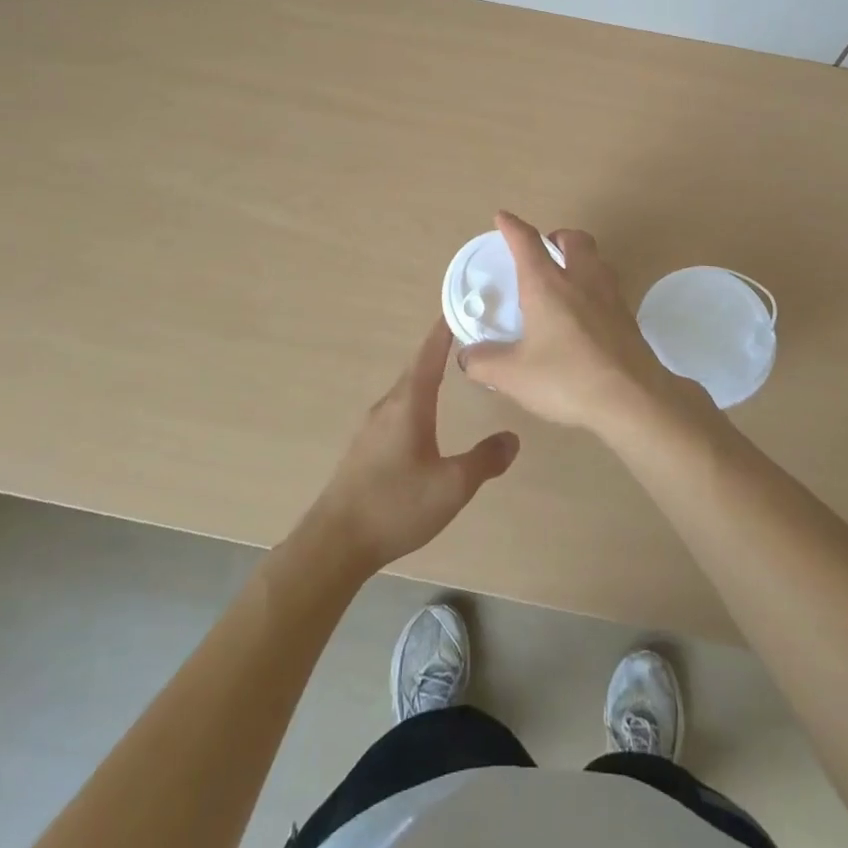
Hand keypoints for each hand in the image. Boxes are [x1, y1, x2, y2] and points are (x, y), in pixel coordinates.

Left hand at [304, 320, 519, 575]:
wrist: (335, 542)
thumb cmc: (396, 505)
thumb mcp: (451, 486)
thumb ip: (484, 460)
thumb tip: (513, 437)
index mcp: (409, 404)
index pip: (429, 354)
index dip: (443, 329)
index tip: (457, 304)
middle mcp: (388, 406)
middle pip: (417, 368)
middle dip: (439, 350)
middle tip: (466, 337)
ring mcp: (372, 427)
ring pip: (406, 391)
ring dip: (426, 376)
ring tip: (450, 372)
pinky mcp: (365, 448)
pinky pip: (397, 410)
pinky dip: (416, 400)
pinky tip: (425, 417)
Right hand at [459, 211, 690, 437]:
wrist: (633, 400)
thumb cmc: (567, 379)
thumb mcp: (513, 376)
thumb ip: (484, 363)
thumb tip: (467, 356)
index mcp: (547, 285)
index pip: (527, 243)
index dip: (513, 227)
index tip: (503, 217)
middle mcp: (581, 280)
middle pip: (573, 239)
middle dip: (556, 236)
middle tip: (544, 251)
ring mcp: (610, 297)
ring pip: (597, 259)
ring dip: (580, 258)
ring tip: (565, 278)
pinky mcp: (628, 318)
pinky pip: (609, 287)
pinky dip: (593, 287)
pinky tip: (586, 313)